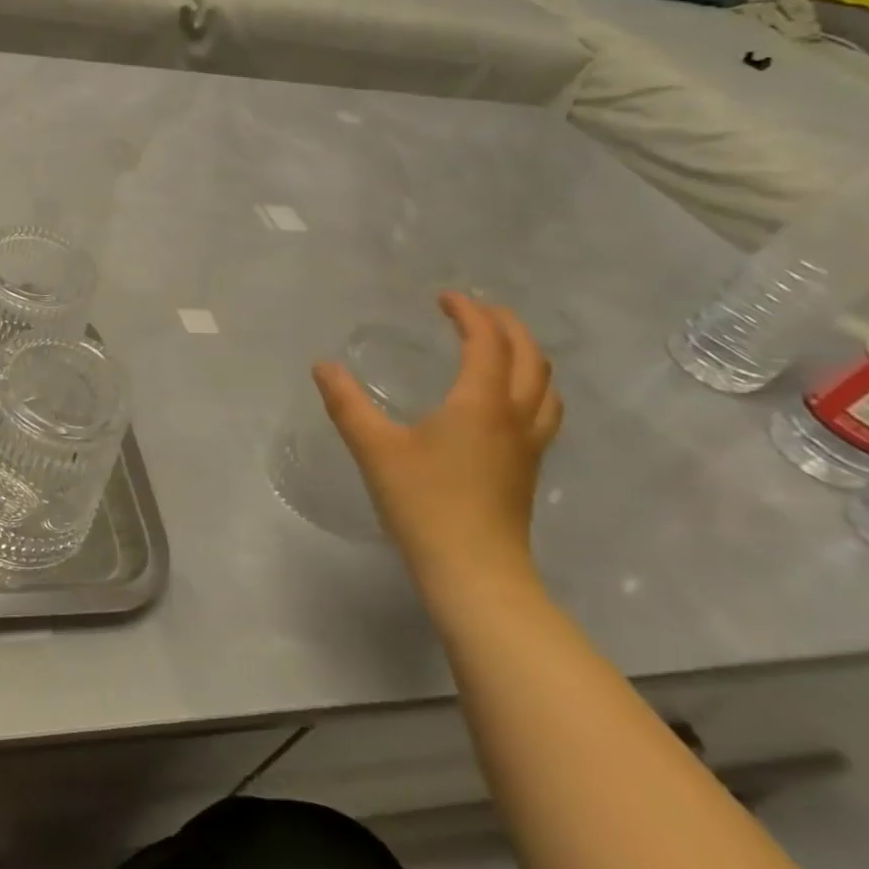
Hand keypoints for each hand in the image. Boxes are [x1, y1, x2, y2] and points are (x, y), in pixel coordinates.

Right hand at [313, 293, 562, 585]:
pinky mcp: (528, 468)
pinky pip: (542, 410)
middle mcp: (514, 416)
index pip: (486, 342)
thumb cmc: (424, 502)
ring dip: (526, 354)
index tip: (443, 297)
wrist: (475, 571)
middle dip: (505, 325)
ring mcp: (528, 445)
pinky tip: (505, 399)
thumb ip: (346, 403)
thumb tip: (323, 366)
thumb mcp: (374, 448)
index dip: (469, 312)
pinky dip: (530, 385)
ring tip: (498, 345)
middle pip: (529, 356)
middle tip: (475, 310)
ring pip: (545, 385)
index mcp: (480, 402)